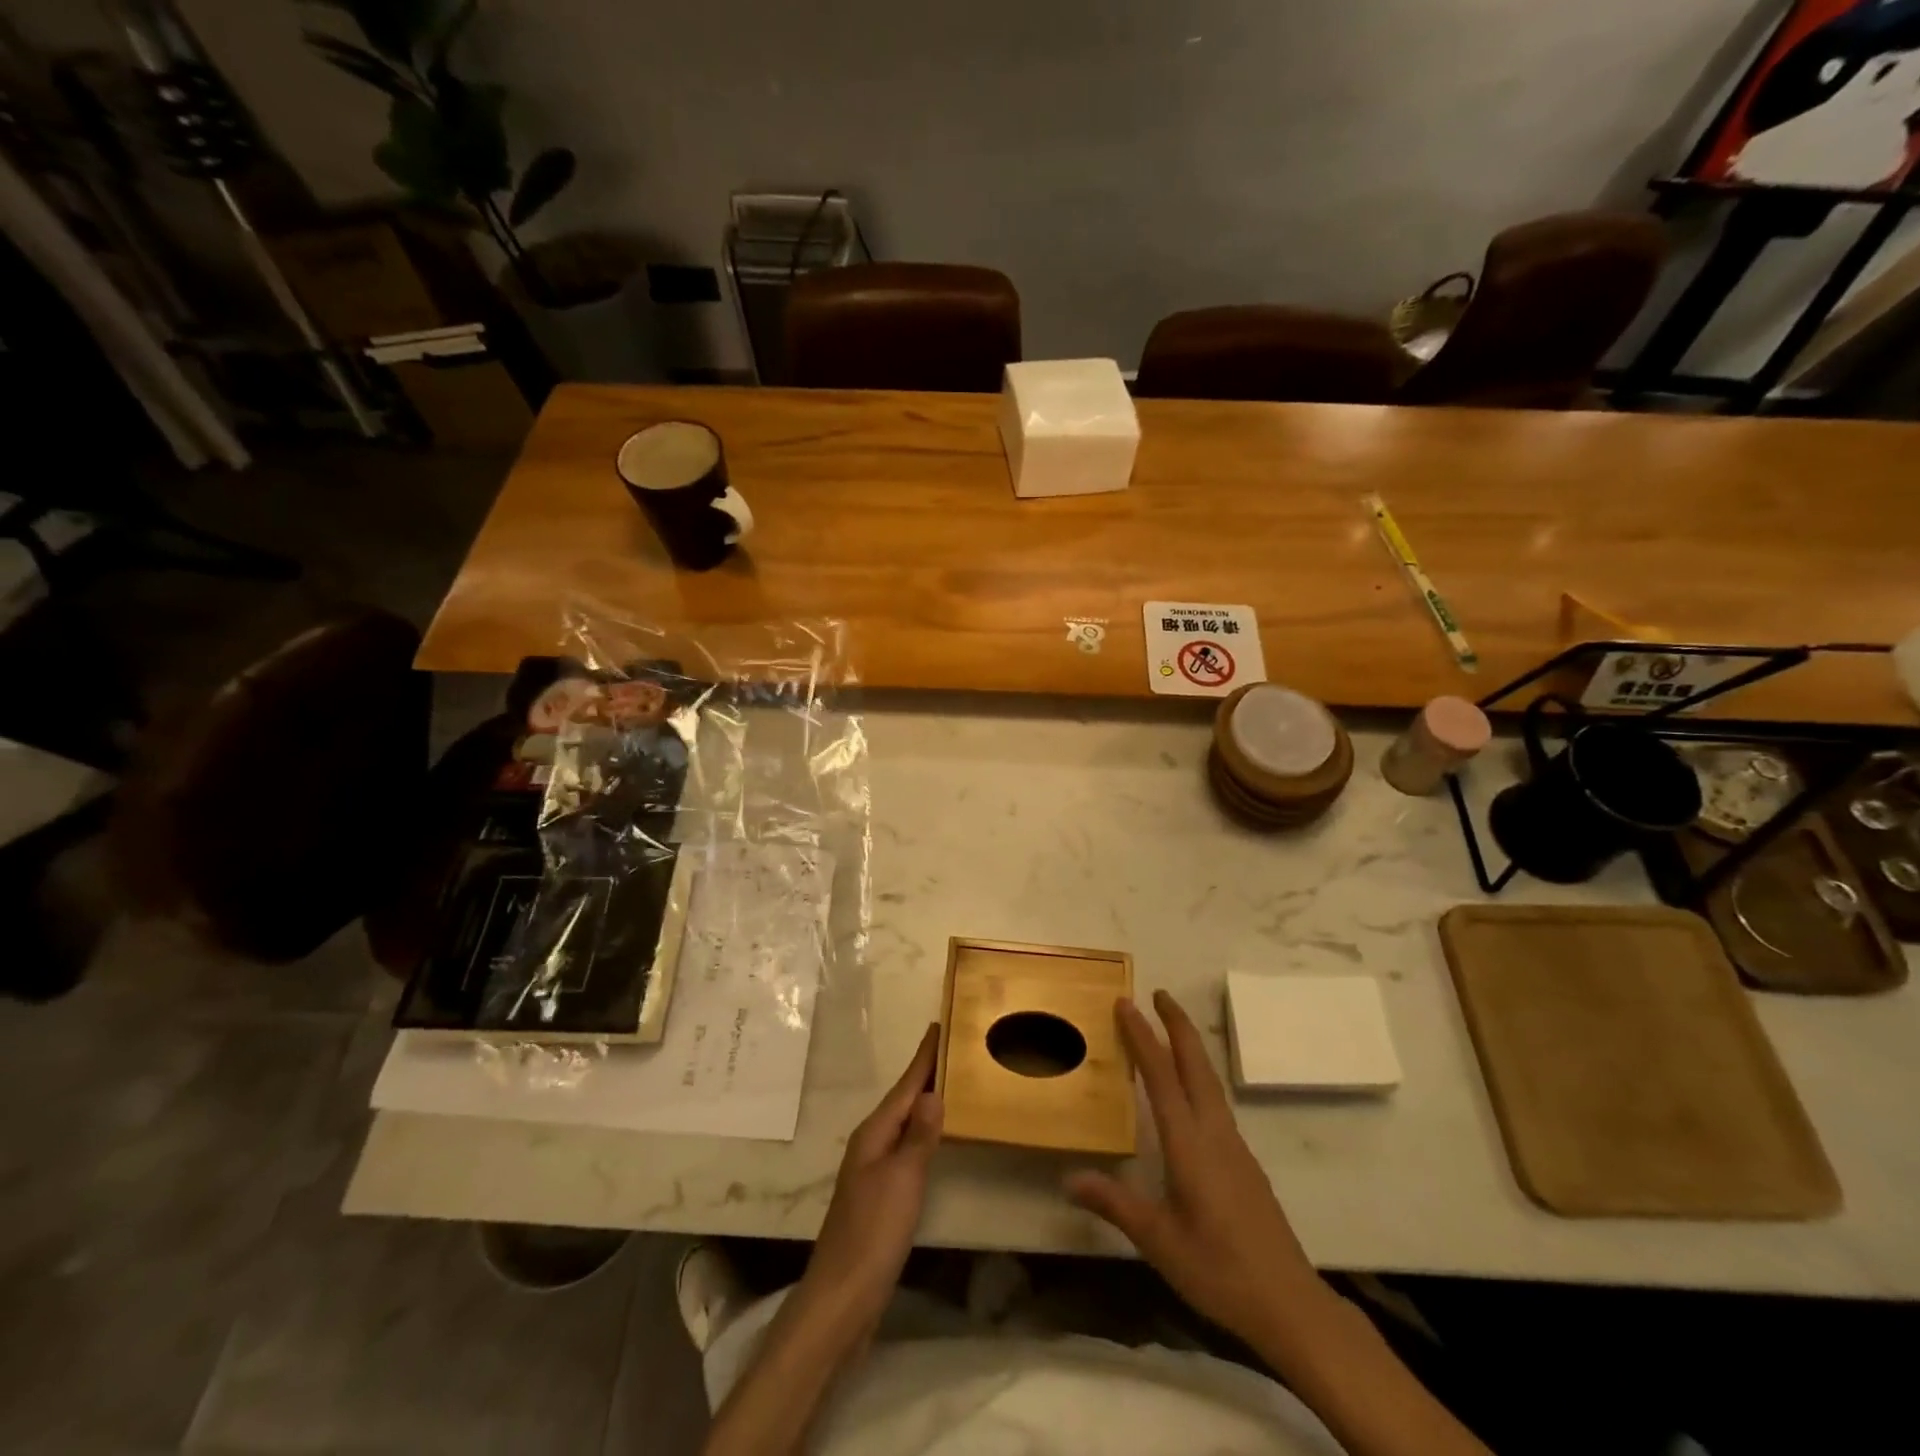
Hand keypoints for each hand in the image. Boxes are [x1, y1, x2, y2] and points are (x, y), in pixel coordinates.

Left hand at [798, 1023, 942, 1338]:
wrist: (842, 1296)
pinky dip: (921, 1130)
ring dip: (923, 1100)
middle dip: (925, 1073)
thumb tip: (933, 1092)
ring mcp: (872, 1168)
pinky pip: (904, 1145)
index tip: (940, 1025)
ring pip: (903, 1121)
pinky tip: (932, 1135)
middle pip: (903, 1099)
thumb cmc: (874, 1231)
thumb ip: (919, 1135)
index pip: (905, 1085)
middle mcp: (870, 1142)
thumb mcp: (903, 1179)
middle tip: (953, 1047)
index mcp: (874, 1132)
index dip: (924, 1057)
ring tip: (949, 1081)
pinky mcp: (879, 1193)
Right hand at [1066, 991, 1324, 1347]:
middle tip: (1158, 993)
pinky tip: (1190, 1090)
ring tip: (1170, 1028)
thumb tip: (1068, 1176)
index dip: (1143, 1037)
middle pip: (1195, 1065)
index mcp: (1189, 1145)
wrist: (1290, 1304)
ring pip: (1209, 1081)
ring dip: (1189, 1047)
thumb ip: (1115, 1204)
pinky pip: (1216, 1102)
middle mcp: (1214, 1134)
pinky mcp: (1244, 1162)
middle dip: (1177, 1025)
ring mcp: (1234, 1146)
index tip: (1126, 1003)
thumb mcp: (1158, 1241)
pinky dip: (1198, 1076)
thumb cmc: (1219, 1270)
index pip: (1162, 1077)